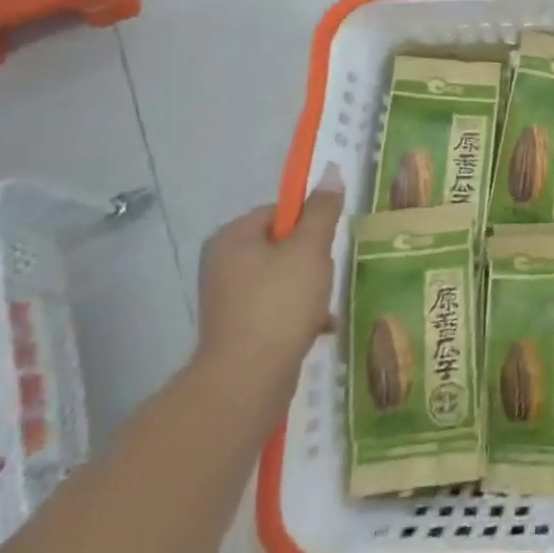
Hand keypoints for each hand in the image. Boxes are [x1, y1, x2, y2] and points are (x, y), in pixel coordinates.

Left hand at [193, 166, 342, 416]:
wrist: (247, 380)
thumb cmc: (280, 303)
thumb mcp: (310, 249)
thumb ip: (322, 211)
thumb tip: (329, 172)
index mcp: (233, 237)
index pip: (279, 211)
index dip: (309, 221)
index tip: (329, 240)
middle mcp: (223, 264)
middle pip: (281, 245)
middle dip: (312, 258)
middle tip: (330, 271)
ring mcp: (228, 299)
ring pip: (282, 278)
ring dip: (310, 287)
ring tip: (327, 304)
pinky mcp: (238, 329)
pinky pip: (276, 307)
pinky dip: (299, 313)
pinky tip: (322, 326)